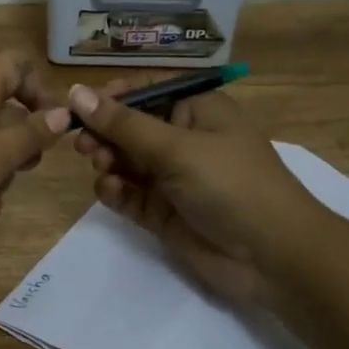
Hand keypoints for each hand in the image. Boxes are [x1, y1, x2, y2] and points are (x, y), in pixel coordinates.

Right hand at [68, 80, 323, 308]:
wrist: (272, 257)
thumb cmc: (231, 185)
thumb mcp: (177, 148)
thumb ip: (123, 124)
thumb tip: (76, 93)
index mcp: (197, 110)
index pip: (146, 92)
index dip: (112, 97)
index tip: (80, 107)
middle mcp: (183, 139)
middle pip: (130, 127)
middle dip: (105, 133)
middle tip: (83, 144)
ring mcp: (173, 178)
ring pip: (125, 161)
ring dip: (108, 161)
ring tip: (103, 168)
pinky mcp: (163, 212)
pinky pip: (129, 194)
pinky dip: (115, 190)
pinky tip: (111, 191)